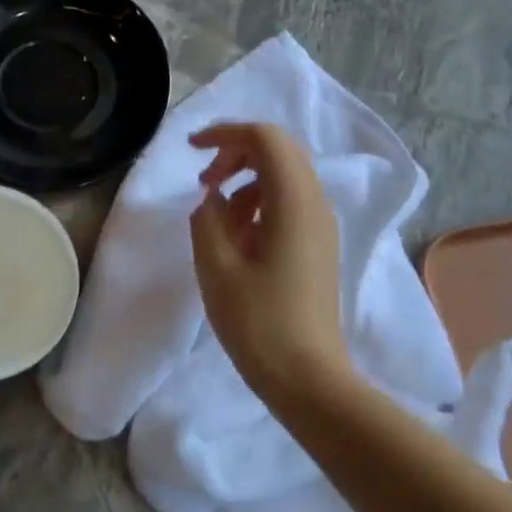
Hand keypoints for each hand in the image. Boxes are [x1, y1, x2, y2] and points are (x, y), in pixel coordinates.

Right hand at [189, 123, 351, 402]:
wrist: (306, 377)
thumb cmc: (257, 321)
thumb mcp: (216, 265)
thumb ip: (207, 217)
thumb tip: (212, 198)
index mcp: (293, 202)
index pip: (265, 138)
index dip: (225, 133)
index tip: (191, 151)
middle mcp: (315, 204)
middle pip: (278, 152)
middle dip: (235, 155)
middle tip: (203, 183)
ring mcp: (320, 227)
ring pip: (283, 179)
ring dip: (245, 183)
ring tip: (214, 218)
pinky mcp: (317, 247)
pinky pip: (287, 206)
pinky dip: (258, 206)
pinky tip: (234, 239)